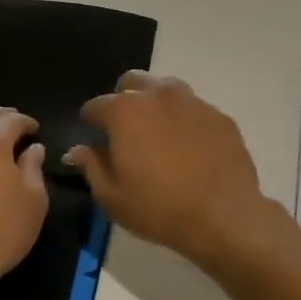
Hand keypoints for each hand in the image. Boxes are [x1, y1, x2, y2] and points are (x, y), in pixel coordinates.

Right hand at [65, 72, 283, 267]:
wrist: (223, 216)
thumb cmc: (158, 208)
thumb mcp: (112, 196)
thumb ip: (91, 166)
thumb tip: (77, 150)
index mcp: (125, 111)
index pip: (96, 106)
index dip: (91, 123)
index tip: (94, 139)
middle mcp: (158, 96)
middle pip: (132, 83)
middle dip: (124, 101)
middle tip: (127, 132)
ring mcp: (194, 102)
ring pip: (166, 90)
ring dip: (156, 105)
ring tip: (159, 136)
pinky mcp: (220, 116)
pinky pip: (195, 110)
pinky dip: (186, 121)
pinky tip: (190, 148)